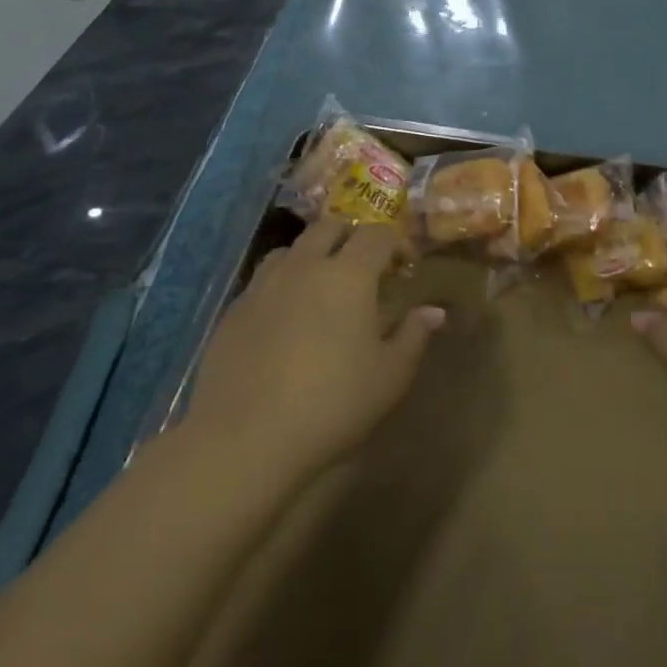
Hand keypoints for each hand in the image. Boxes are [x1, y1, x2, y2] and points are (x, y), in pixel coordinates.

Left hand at [183, 218, 445, 478]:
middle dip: (351, 238)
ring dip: (312, 256)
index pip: (376, 235)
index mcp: (348, 275)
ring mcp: (263, 286)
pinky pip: (263, 281)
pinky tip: (286, 319)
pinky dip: (282, 285)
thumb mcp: (390, 376)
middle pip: (329, 228)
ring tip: (321, 287)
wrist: (245, 438)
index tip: (404, 266)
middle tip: (364, 269)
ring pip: (291, 250)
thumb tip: (433, 312)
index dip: (395, 243)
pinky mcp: (233, 311)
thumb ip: (414, 336)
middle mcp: (304, 266)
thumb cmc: (332, 403)